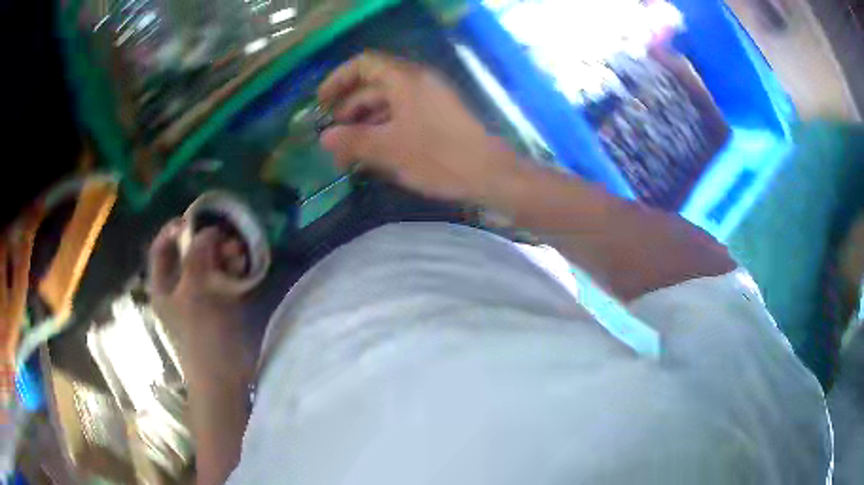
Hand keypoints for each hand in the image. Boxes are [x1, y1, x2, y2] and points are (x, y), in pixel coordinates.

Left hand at [147, 220, 244, 356]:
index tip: (195, 219)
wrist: (224, 377)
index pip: (161, 248)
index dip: (174, 230)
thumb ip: (197, 257)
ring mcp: (199, 297)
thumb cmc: (202, 336)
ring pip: (208, 264)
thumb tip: (207, 231)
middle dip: (206, 241)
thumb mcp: (194, 293)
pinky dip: (232, 269)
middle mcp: (178, 289)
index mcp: (163, 286)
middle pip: (187, 254)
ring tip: (238, 250)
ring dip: (222, 254)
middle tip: (225, 235)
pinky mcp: (218, 305)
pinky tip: (243, 264)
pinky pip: (222, 278)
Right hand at [318, 52, 519, 202]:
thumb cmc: (439, 157)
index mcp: (405, 79)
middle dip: (349, 110)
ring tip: (350, 154)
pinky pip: (404, 114)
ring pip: (388, 103)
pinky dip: (385, 129)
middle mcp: (418, 82)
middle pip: (373, 85)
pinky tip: (375, 154)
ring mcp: (431, 98)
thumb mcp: (389, 150)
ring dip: (366, 124)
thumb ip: (353, 141)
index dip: (338, 79)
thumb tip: (324, 138)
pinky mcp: (439, 116)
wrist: (490, 174)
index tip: (321, 104)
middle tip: (334, 139)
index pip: (364, 64)